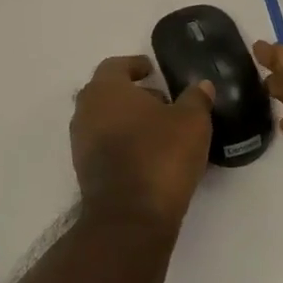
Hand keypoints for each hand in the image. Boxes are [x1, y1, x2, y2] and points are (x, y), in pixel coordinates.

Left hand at [70, 56, 213, 235]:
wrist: (129, 217)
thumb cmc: (159, 156)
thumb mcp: (191, 122)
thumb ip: (196, 98)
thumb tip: (202, 85)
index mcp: (105, 89)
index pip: (115, 65)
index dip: (134, 65)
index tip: (151, 70)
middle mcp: (86, 110)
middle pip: (107, 92)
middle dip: (132, 94)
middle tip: (161, 100)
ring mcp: (81, 142)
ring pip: (104, 119)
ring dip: (127, 120)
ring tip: (159, 129)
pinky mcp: (85, 170)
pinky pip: (104, 145)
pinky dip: (122, 142)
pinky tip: (148, 154)